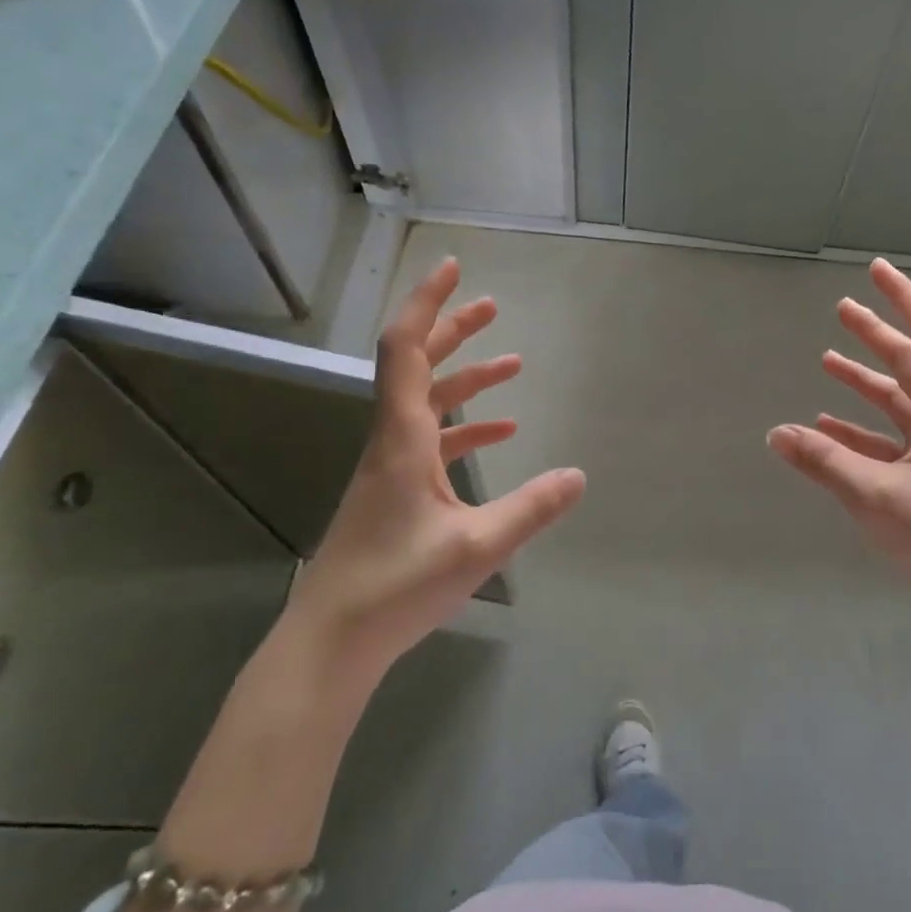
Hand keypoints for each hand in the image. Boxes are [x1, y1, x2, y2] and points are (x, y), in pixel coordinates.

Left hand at [287, 258, 585, 685]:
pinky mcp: (397, 492)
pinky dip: (466, 428)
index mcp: (402, 439)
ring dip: (466, 378)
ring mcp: (392, 467)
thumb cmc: (396, 586)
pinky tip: (502, 434)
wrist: (331, 642)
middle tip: (491, 305)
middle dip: (453, 330)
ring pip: (428, 403)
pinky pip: (434, 442)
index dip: (428, 303)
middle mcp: (393, 441)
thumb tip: (579, 475)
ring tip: (513, 363)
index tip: (453, 269)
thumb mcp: (477, 547)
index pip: (406, 350)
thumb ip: (531, 508)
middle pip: (417, 366)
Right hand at [767, 259, 910, 634]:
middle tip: (841, 308)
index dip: (903, 298)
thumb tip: (775, 432)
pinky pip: (890, 440)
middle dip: (877, 333)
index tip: (876, 269)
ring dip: (865, 379)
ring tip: (827, 360)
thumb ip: (824, 462)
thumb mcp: (878, 497)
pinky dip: (861, 428)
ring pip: (899, 400)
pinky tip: (827, 426)